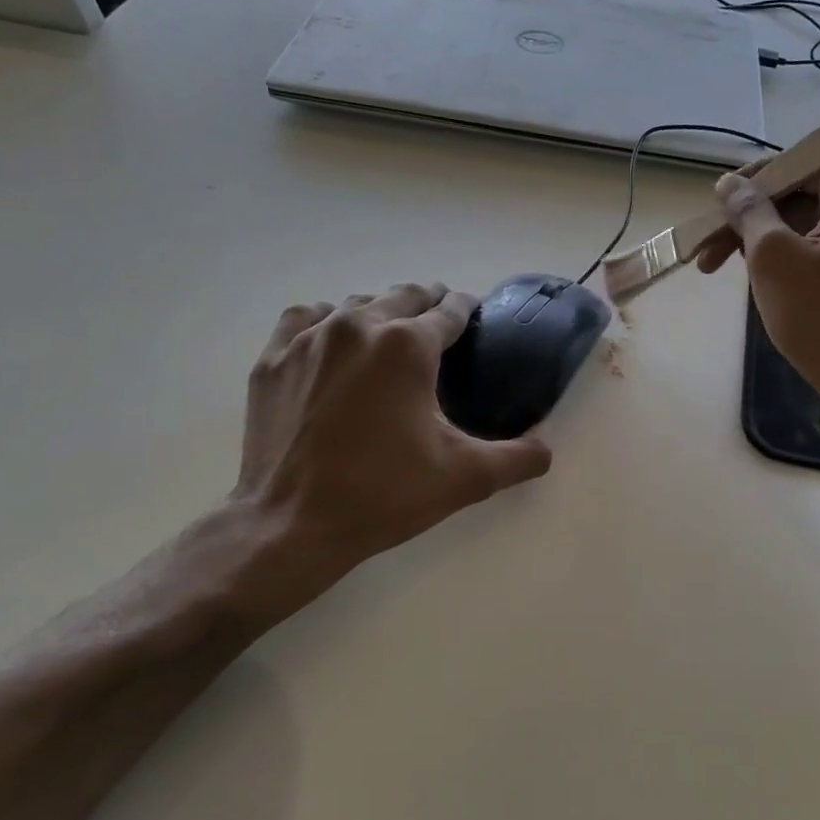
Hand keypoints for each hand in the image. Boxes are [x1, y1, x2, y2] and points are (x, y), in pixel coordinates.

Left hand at [227, 283, 552, 598]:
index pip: (449, 310)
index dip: (467, 309)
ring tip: (390, 337)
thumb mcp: (465, 478)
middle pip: (403, 295)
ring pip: (355, 304)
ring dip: (380, 313)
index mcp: (408, 346)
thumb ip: (518, 458)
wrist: (293, 525)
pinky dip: (327, 321)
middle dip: (427, 304)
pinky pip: (306, 319)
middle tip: (440, 326)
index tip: (474, 315)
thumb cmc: (384, 495)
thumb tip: (546, 447)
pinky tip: (333, 343)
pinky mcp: (273, 359)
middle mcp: (359, 326)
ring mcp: (309, 340)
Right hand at [695, 162, 819, 429]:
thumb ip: (748, 212)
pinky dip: (791, 260)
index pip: (792, 167)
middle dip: (750, 225)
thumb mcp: (771, 257)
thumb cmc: (819, 314)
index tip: (712, 217)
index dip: (745, 189)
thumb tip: (728, 183)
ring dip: (765, 246)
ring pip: (807, 227)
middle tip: (709, 259)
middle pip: (798, 198)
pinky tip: (766, 285)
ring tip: (732, 276)